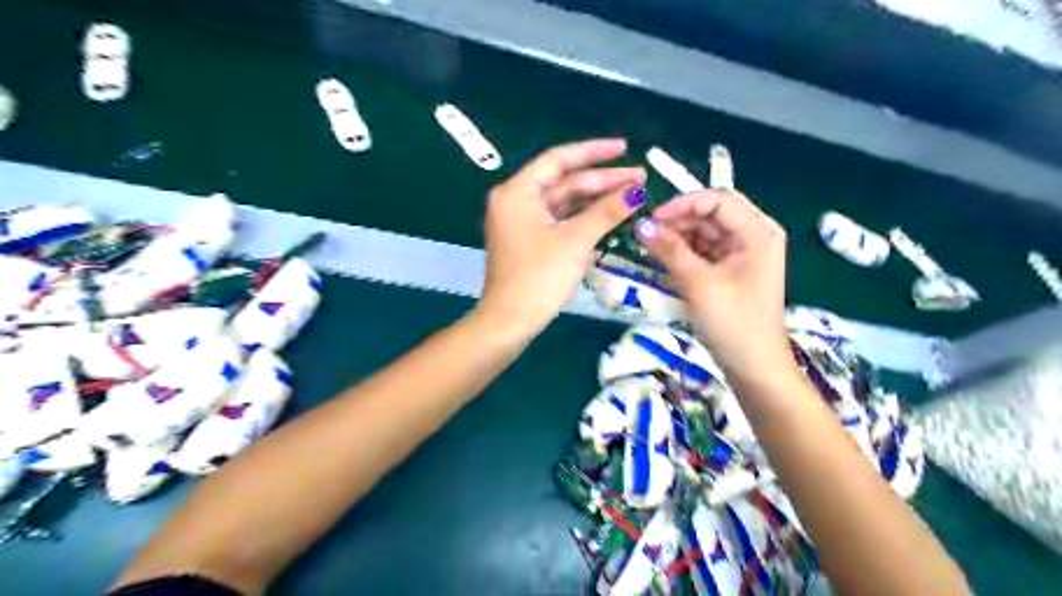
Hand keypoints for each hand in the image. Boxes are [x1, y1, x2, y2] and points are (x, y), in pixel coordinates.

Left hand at [475, 138, 641, 338]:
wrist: (509, 322)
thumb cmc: (539, 278)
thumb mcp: (575, 240)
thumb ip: (607, 210)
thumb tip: (638, 189)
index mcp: (517, 192)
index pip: (558, 159)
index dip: (593, 151)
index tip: (625, 148)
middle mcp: (515, 201)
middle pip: (563, 182)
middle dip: (602, 180)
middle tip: (640, 178)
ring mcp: (521, 222)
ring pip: (563, 202)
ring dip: (595, 199)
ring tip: (631, 195)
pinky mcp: (528, 240)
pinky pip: (559, 220)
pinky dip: (582, 217)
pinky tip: (609, 215)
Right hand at [634, 187, 791, 379]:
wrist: (753, 367)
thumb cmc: (732, 322)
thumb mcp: (698, 283)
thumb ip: (669, 249)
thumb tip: (640, 225)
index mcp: (758, 232)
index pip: (717, 200)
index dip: (683, 204)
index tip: (651, 218)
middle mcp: (754, 236)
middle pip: (711, 215)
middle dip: (678, 222)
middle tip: (646, 234)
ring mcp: (743, 255)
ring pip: (705, 233)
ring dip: (678, 238)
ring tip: (649, 248)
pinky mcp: (732, 271)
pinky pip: (704, 252)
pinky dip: (684, 253)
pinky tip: (663, 260)